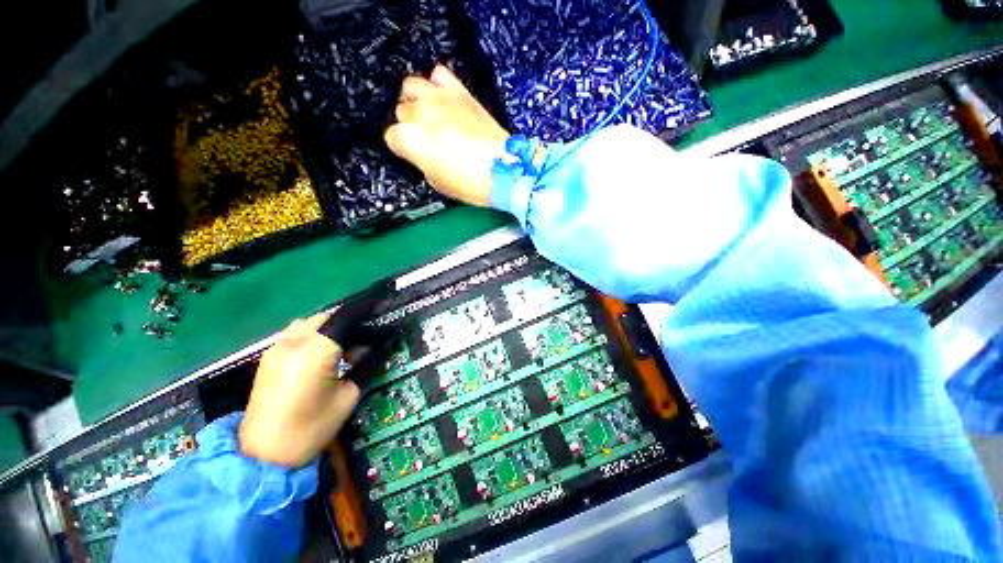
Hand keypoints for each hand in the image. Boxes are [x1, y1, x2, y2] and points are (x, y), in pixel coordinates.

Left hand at [239, 312, 359, 467]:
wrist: (265, 455)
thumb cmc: (312, 427)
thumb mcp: (348, 396)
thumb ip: (363, 365)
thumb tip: (371, 347)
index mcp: (316, 351)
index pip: (346, 320)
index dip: (365, 319)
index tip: (380, 324)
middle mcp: (293, 342)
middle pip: (326, 317)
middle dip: (347, 323)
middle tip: (362, 339)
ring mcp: (276, 348)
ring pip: (308, 322)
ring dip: (327, 327)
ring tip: (341, 346)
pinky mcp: (267, 358)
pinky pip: (294, 333)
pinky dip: (311, 335)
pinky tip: (319, 354)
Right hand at [385, 65, 509, 206]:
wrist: (503, 172)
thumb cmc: (473, 183)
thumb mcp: (438, 182)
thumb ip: (423, 162)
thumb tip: (423, 156)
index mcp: (410, 140)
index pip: (392, 137)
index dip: (403, 148)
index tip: (413, 153)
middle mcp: (420, 114)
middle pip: (402, 111)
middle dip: (411, 126)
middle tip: (426, 140)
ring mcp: (440, 99)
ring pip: (412, 86)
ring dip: (417, 101)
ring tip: (429, 116)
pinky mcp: (460, 93)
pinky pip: (439, 74)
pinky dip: (438, 85)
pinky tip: (444, 99)